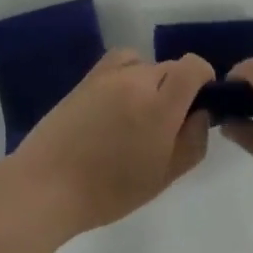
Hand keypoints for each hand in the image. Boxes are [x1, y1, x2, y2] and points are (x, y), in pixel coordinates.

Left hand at [11, 50, 212, 234]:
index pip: (194, 66)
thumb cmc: (110, 191)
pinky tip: (119, 101)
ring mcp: (108, 74)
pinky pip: (120, 62)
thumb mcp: (164, 175)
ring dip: (152, 82)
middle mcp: (136, 79)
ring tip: (139, 115)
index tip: (200, 105)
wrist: (47, 186)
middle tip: (166, 125)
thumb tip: (201, 113)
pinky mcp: (87, 78)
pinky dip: (128, 73)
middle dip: (177, 88)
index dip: (205, 79)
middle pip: (171, 67)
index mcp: (160, 104)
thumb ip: (193, 140)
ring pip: (146, 64)